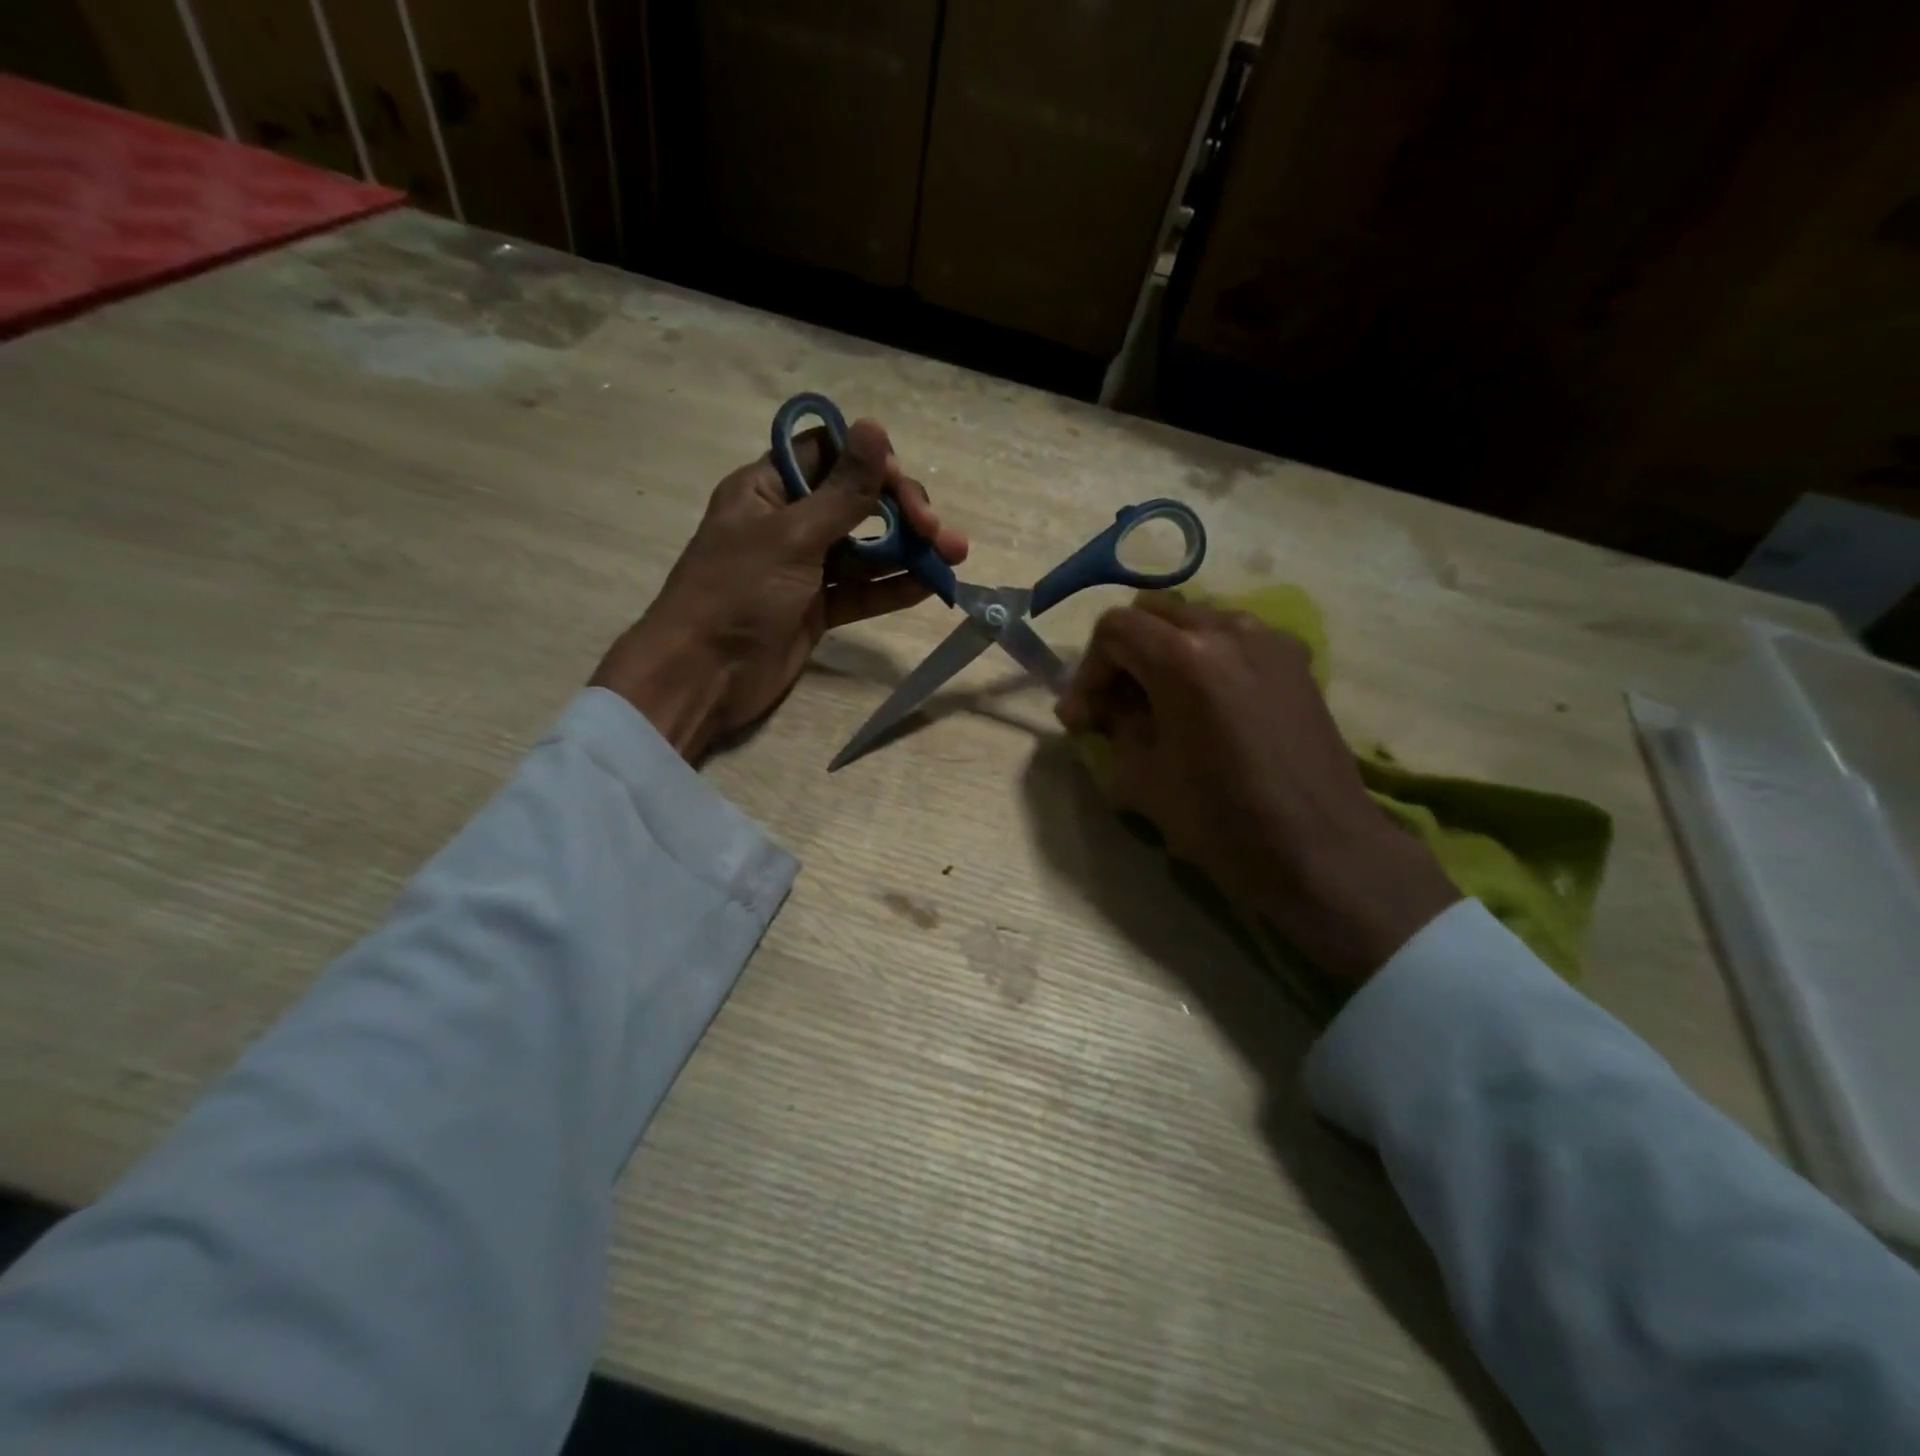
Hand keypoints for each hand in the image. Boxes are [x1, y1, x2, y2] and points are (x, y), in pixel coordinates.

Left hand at [593, 418, 967, 760]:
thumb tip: (875, 427)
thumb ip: (843, 492)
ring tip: (954, 556)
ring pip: (866, 548)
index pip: (828, 454)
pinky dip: (894, 586)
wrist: (704, 676)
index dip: (870, 462)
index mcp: (767, 488)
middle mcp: (789, 521)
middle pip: (857, 501)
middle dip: (902, 512)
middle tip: (938, 532)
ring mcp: (805, 568)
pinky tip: (931, 584)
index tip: (902, 487)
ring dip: (909, 550)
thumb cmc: (737, 594)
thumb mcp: (792, 537)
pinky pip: (863, 589)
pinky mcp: (819, 608)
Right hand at [1056, 598, 1458, 984]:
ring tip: (1157, 705)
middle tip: (1112, 706)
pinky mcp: (1296, 660)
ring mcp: (1270, 640)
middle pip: (1153, 614)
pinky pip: (1233, 639)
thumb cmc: (1222, 821)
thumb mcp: (1141, 778)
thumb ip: (1113, 727)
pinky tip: (1202, 705)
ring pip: (1194, 621)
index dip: (1088, 672)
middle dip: (1122, 655)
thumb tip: (1102, 708)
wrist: (1321, 851)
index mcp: (1185, 658)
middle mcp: (1229, 630)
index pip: (1115, 630)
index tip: (1082, 718)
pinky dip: (1203, 659)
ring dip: (1162, 654)